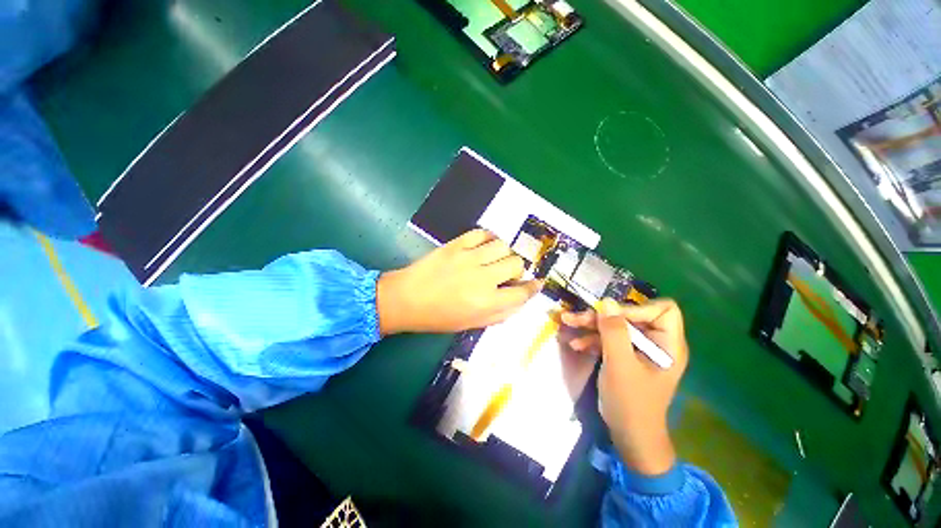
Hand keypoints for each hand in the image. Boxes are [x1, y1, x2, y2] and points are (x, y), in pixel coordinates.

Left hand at [377, 229, 541, 333]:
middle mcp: (482, 278)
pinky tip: (485, 246)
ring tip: (495, 259)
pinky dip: (489, 238)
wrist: (406, 299)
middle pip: (516, 263)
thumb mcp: (472, 324)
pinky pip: (482, 233)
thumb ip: (499, 313)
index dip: (533, 287)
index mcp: (487, 302)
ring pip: (503, 246)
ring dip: (505, 253)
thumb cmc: (438, 317)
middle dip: (518, 270)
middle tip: (508, 274)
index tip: (536, 283)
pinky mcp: (456, 244)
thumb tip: (519, 299)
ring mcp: (469, 257)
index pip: (522, 292)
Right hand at [561, 298, 688, 475]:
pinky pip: (608, 339)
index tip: (609, 316)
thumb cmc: (631, 402)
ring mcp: (638, 349)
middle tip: (574, 317)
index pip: (662, 310)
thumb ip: (614, 332)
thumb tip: (607, 301)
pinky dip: (592, 339)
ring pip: (615, 326)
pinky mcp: (624, 356)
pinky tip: (576, 345)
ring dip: (591, 325)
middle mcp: (655, 342)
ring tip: (567, 323)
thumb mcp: (620, 365)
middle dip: (601, 316)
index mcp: (667, 344)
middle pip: (630, 316)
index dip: (636, 308)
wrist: (628, 435)